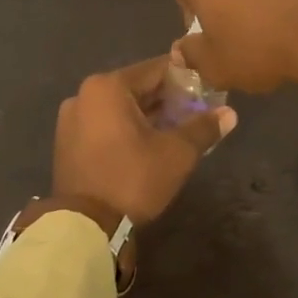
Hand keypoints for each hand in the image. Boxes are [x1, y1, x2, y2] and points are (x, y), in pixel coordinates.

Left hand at [48, 57, 236, 231]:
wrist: (84, 228)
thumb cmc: (132, 179)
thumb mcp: (176, 153)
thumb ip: (203, 128)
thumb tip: (230, 113)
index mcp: (108, 86)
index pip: (157, 69)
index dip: (187, 78)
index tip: (208, 90)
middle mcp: (85, 95)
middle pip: (137, 88)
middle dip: (168, 100)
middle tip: (197, 113)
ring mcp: (71, 119)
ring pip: (120, 108)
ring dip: (148, 116)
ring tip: (177, 130)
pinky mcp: (67, 143)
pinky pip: (105, 125)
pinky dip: (127, 129)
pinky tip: (149, 145)